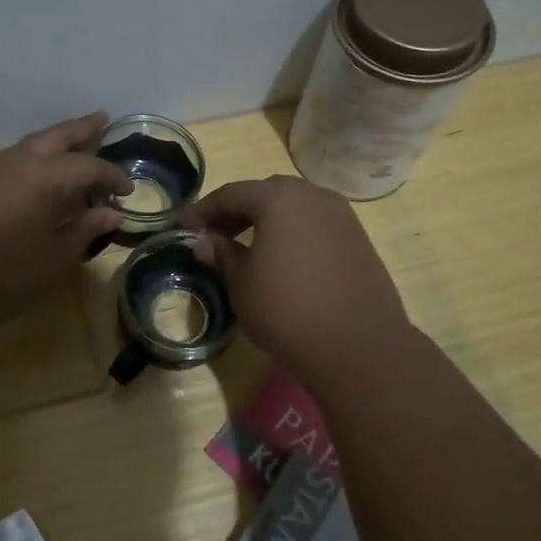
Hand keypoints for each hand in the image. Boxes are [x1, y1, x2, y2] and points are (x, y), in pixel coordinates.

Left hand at [0, 112, 131, 333]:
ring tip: (77, 146)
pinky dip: (38, 158)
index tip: (129, 190)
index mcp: (45, 176)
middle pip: (57, 135)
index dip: (113, 176)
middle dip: (82, 128)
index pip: (89, 166)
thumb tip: (111, 212)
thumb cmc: (1, 274)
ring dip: (58, 142)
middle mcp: (18, 161)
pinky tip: (43, 175)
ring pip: (33, 144)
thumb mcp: (54, 259)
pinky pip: (17, 158)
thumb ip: (85, 230)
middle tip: (103, 118)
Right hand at [181, 176, 409, 383]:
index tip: (182, 229)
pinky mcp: (358, 239)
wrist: (358, 346)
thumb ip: (222, 254)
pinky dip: (292, 234)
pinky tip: (282, 262)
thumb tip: (205, 241)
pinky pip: (315, 226)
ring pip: (293, 208)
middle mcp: (313, 195)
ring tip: (246, 250)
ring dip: (266, 222)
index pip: (231, 194)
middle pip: (265, 194)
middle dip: (236, 213)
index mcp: (279, 198)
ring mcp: (342, 216)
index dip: (202, 211)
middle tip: (214, 237)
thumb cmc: (287, 310)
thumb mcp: (242, 283)